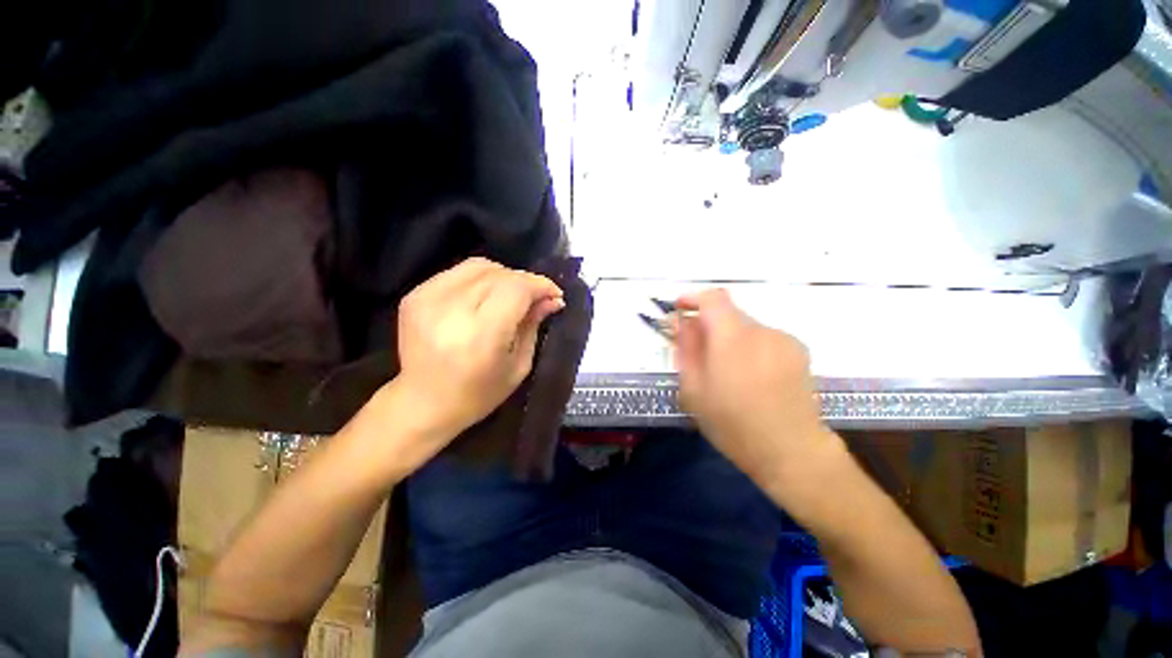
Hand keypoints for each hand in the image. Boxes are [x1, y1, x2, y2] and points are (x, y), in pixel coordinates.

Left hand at [393, 257, 564, 439]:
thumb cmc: (478, 395)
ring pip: (479, 266)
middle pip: (499, 274)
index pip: (516, 289)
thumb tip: (553, 299)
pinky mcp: (415, 295)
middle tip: (538, 297)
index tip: (555, 294)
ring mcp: (427, 299)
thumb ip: (533, 326)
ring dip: (504, 276)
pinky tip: (487, 296)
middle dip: (525, 281)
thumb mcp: (517, 366)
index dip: (540, 285)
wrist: (422, 403)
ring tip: (513, 294)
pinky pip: (458, 272)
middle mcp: (450, 311)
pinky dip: (480, 278)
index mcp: (480, 335)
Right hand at [674, 289, 841, 485]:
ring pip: (746, 327)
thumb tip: (683, 322)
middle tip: (698, 353)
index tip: (679, 310)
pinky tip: (751, 378)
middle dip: (709, 326)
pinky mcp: (799, 351)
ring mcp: (784, 340)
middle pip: (729, 314)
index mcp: (733, 337)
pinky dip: (750, 348)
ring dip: (730, 339)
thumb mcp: (694, 389)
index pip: (713, 298)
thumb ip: (687, 348)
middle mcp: (762, 330)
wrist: (792, 451)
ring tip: (727, 372)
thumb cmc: (733, 424)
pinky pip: (764, 339)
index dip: (693, 298)